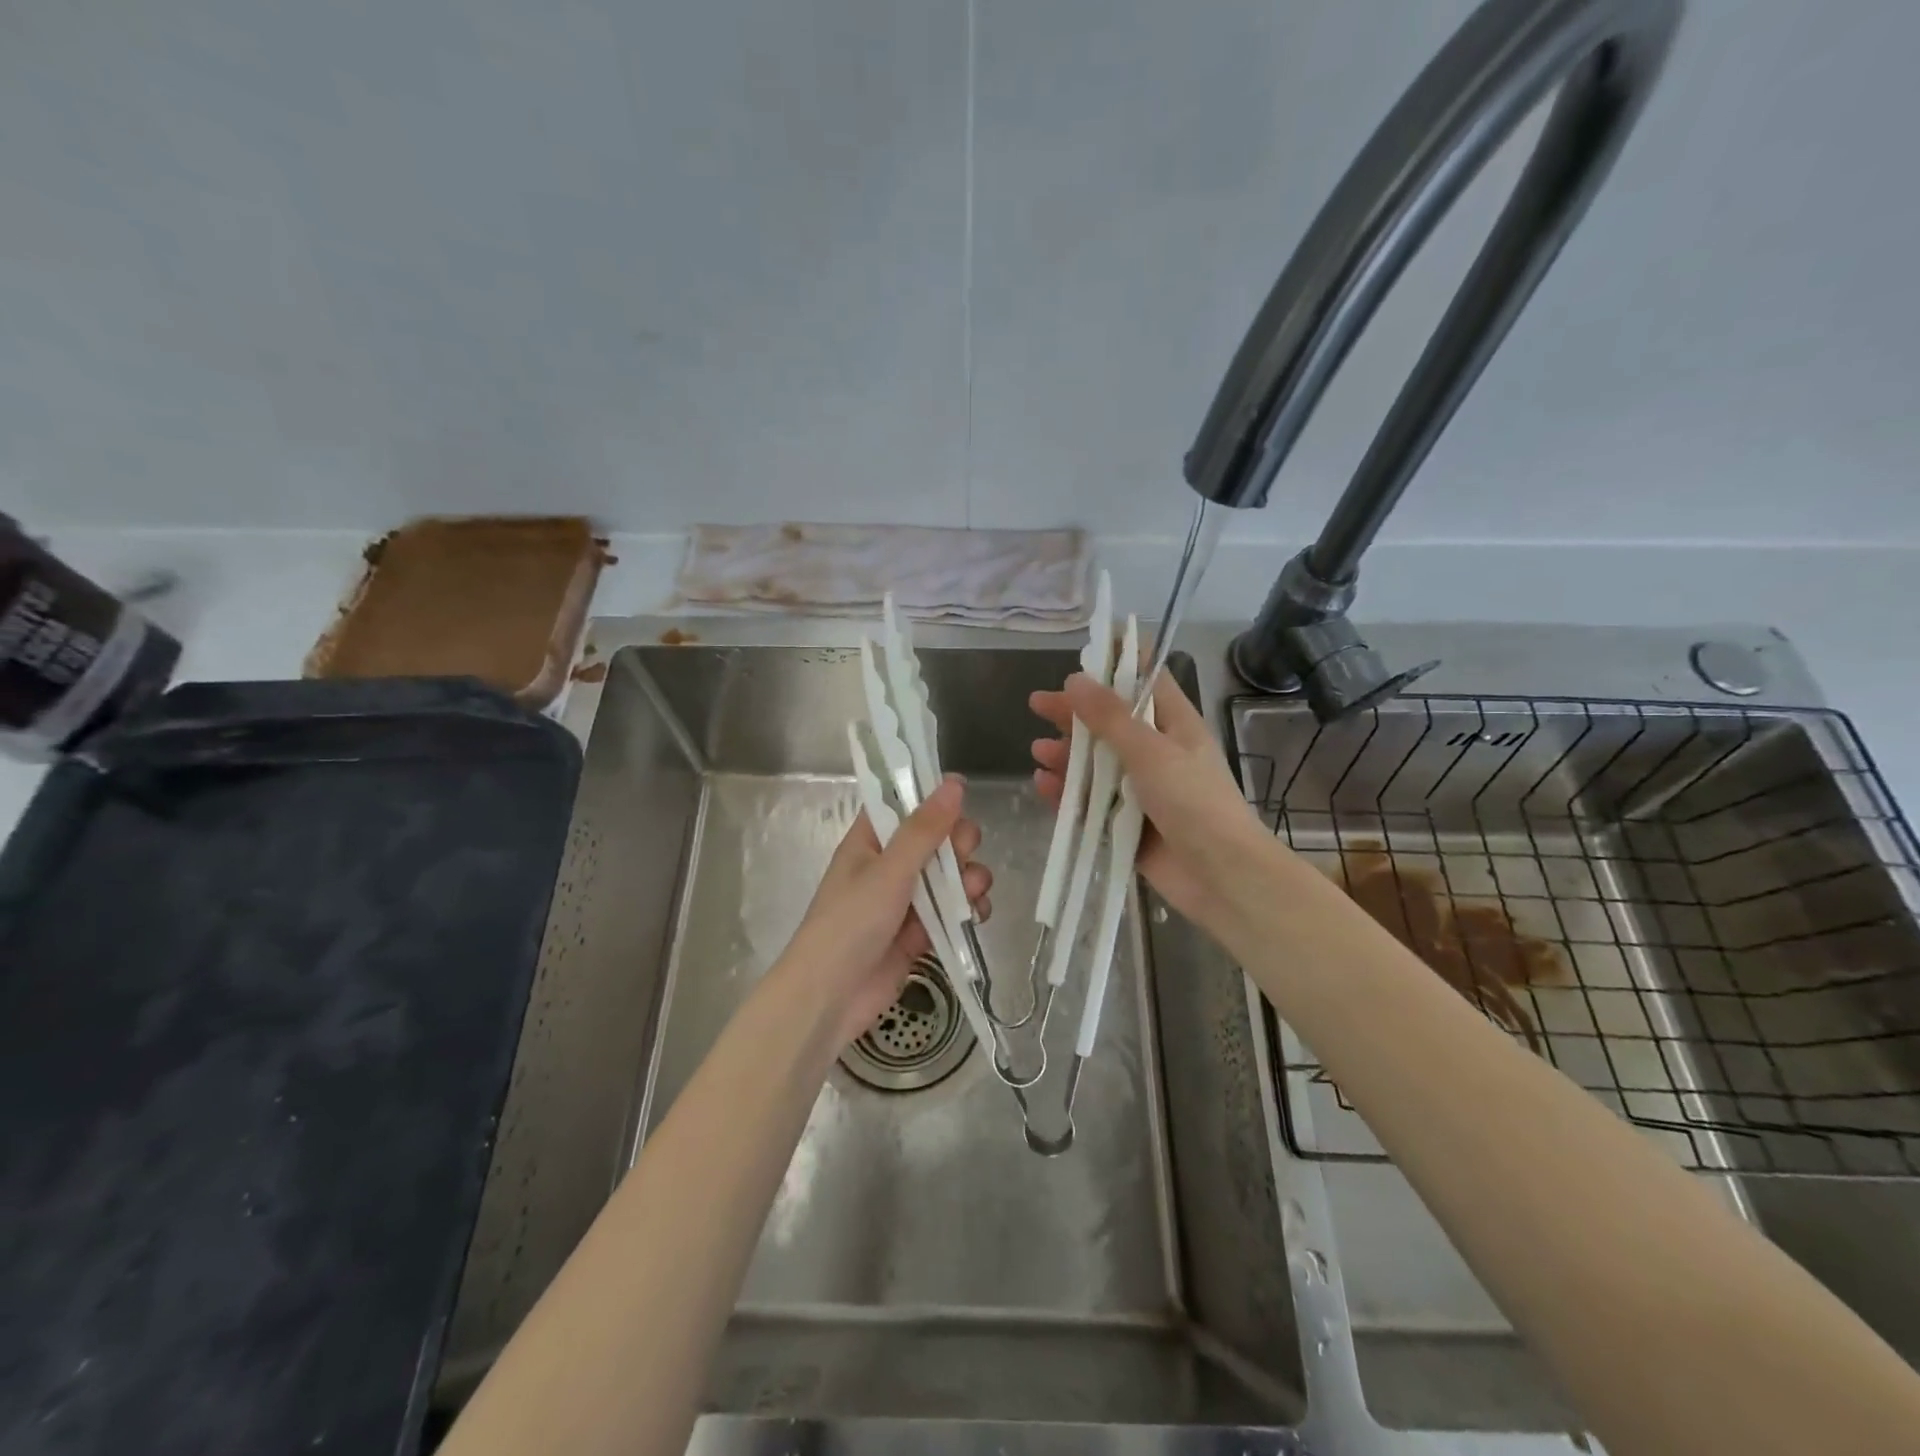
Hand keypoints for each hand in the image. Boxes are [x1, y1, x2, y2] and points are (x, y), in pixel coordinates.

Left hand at [776, 777, 992, 1048]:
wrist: (830, 997)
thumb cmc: (851, 923)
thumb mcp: (889, 870)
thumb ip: (925, 829)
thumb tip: (954, 783)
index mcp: (871, 841)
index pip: (904, 805)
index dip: (933, 798)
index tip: (962, 797)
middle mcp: (889, 865)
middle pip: (936, 840)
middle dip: (959, 845)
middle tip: (964, 856)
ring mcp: (905, 900)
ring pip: (950, 876)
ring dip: (969, 879)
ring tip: (973, 894)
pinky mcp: (920, 932)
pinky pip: (952, 910)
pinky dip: (968, 910)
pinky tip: (976, 916)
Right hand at [1030, 673, 1279, 938]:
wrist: (1221, 877)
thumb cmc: (1194, 803)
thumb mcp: (1150, 751)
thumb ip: (1110, 717)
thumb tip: (1074, 679)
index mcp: (1174, 725)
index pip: (1146, 680)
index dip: (1118, 663)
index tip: (1084, 653)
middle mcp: (1157, 752)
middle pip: (1110, 722)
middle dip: (1075, 712)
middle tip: (1038, 704)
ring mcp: (1141, 790)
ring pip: (1096, 764)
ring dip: (1067, 756)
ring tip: (1038, 752)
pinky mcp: (1126, 823)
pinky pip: (1091, 802)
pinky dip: (1068, 793)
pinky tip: (1044, 786)